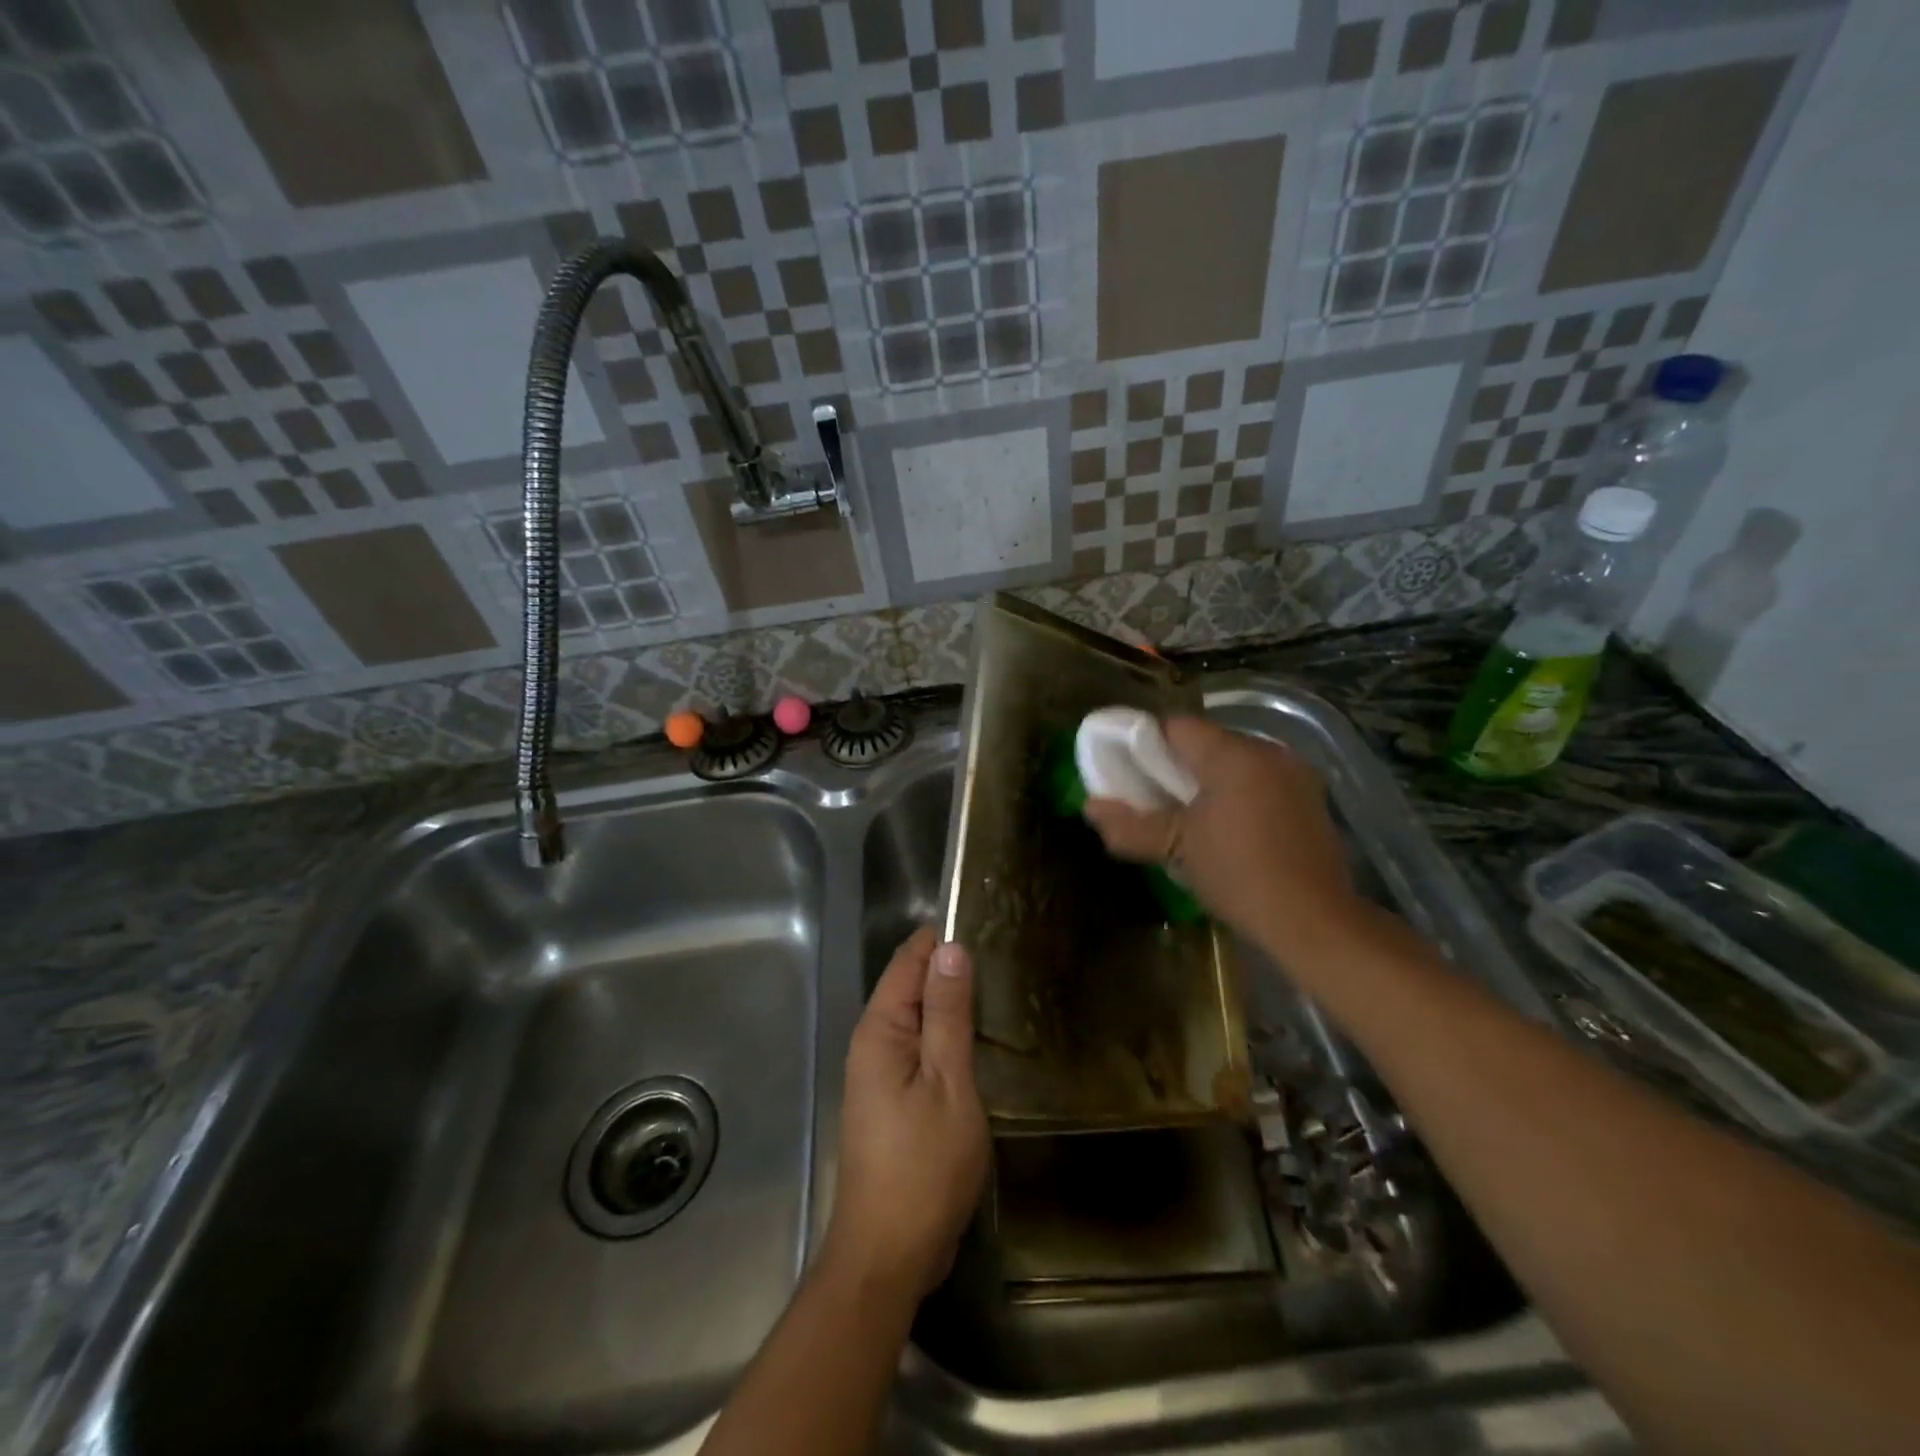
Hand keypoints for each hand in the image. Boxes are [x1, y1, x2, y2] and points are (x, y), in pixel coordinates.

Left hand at [824, 926, 988, 1304]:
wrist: (888, 1253)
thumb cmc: (922, 1166)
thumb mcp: (947, 1084)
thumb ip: (947, 1015)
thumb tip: (950, 949)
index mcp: (880, 1029)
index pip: (909, 960)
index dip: (942, 937)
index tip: (987, 920)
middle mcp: (872, 1042)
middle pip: (910, 984)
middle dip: (949, 964)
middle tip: (1005, 953)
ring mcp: (879, 1072)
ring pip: (916, 1016)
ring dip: (950, 999)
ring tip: (1001, 986)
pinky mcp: (891, 1097)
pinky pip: (918, 1045)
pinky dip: (946, 1032)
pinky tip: (979, 1038)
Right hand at [1082, 716, 1361, 957]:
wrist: (1314, 921)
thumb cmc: (1238, 875)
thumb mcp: (1176, 850)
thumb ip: (1129, 825)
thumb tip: (1089, 808)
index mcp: (1233, 755)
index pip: (1176, 726)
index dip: (1145, 744)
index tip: (1130, 774)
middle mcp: (1268, 752)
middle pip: (1207, 743)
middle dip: (1176, 766)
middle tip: (1154, 800)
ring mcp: (1296, 775)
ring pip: (1235, 763)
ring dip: (1208, 782)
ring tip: (1189, 819)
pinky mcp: (1312, 800)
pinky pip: (1261, 782)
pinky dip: (1238, 795)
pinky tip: (1229, 830)